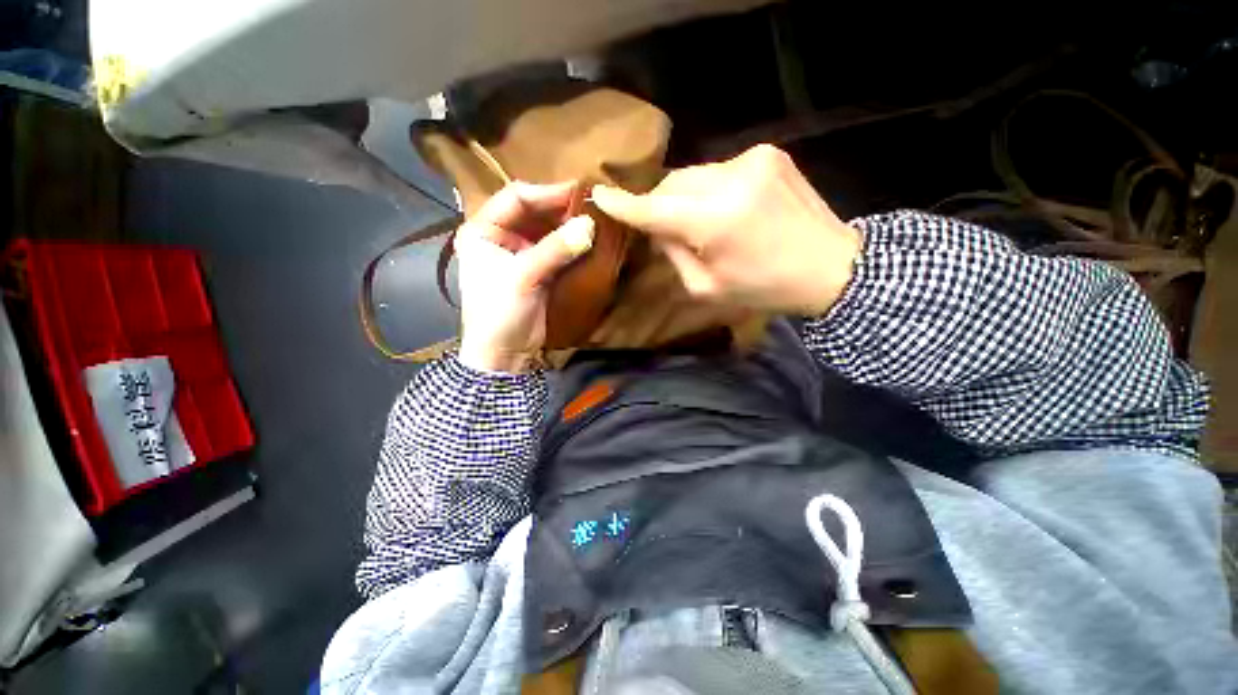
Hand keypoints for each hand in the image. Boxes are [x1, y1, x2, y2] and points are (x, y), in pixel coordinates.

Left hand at [455, 182, 594, 373]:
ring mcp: (521, 254)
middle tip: (592, 205)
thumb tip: (590, 225)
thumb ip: (555, 249)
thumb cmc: (500, 313)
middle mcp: (500, 237)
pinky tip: (590, 240)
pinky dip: (572, 245)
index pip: (515, 197)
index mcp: (482, 230)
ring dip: (569, 226)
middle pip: (533, 212)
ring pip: (548, 230)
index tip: (579, 191)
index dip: (547, 192)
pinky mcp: (538, 270)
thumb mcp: (523, 277)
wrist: (504, 354)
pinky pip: (557, 250)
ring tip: (595, 219)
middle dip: (561, 209)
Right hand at [591, 144, 860, 316]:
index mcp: (714, 222)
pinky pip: (720, 170)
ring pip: (695, 174)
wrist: (830, 266)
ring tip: (702, 220)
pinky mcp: (769, 153)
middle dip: (661, 202)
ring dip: (687, 195)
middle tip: (665, 226)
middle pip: (672, 182)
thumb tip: (657, 229)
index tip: (599, 194)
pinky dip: (713, 188)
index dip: (624, 203)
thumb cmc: (764, 287)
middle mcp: (731, 181)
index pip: (654, 208)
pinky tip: (730, 208)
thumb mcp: (707, 287)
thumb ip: (674, 255)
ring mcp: (753, 160)